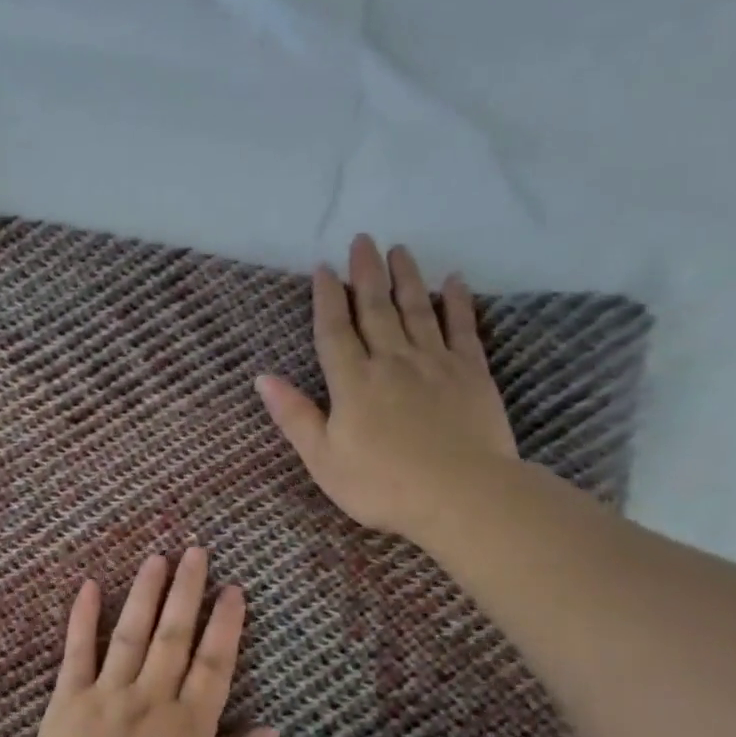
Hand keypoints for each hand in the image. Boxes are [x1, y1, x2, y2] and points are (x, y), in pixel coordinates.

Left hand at [15, 549, 278, 736]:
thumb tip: (270, 729)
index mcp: (189, 729)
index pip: (215, 665)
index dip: (226, 625)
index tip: (233, 589)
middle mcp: (150, 700)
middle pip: (174, 636)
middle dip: (188, 591)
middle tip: (196, 551)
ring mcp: (105, 696)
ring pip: (131, 633)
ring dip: (146, 593)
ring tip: (156, 558)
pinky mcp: (66, 702)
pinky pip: (77, 652)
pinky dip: (83, 617)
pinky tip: (91, 586)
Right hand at [255, 234, 518, 539]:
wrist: (462, 496)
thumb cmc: (381, 485)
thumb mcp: (323, 459)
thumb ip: (295, 416)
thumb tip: (263, 378)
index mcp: (353, 383)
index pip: (335, 331)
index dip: (327, 299)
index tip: (324, 268)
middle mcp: (392, 361)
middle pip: (376, 309)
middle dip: (367, 274)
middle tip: (363, 240)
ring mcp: (435, 364)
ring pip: (417, 310)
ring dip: (406, 278)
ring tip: (399, 250)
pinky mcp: (472, 373)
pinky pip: (462, 328)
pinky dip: (456, 303)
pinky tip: (452, 282)